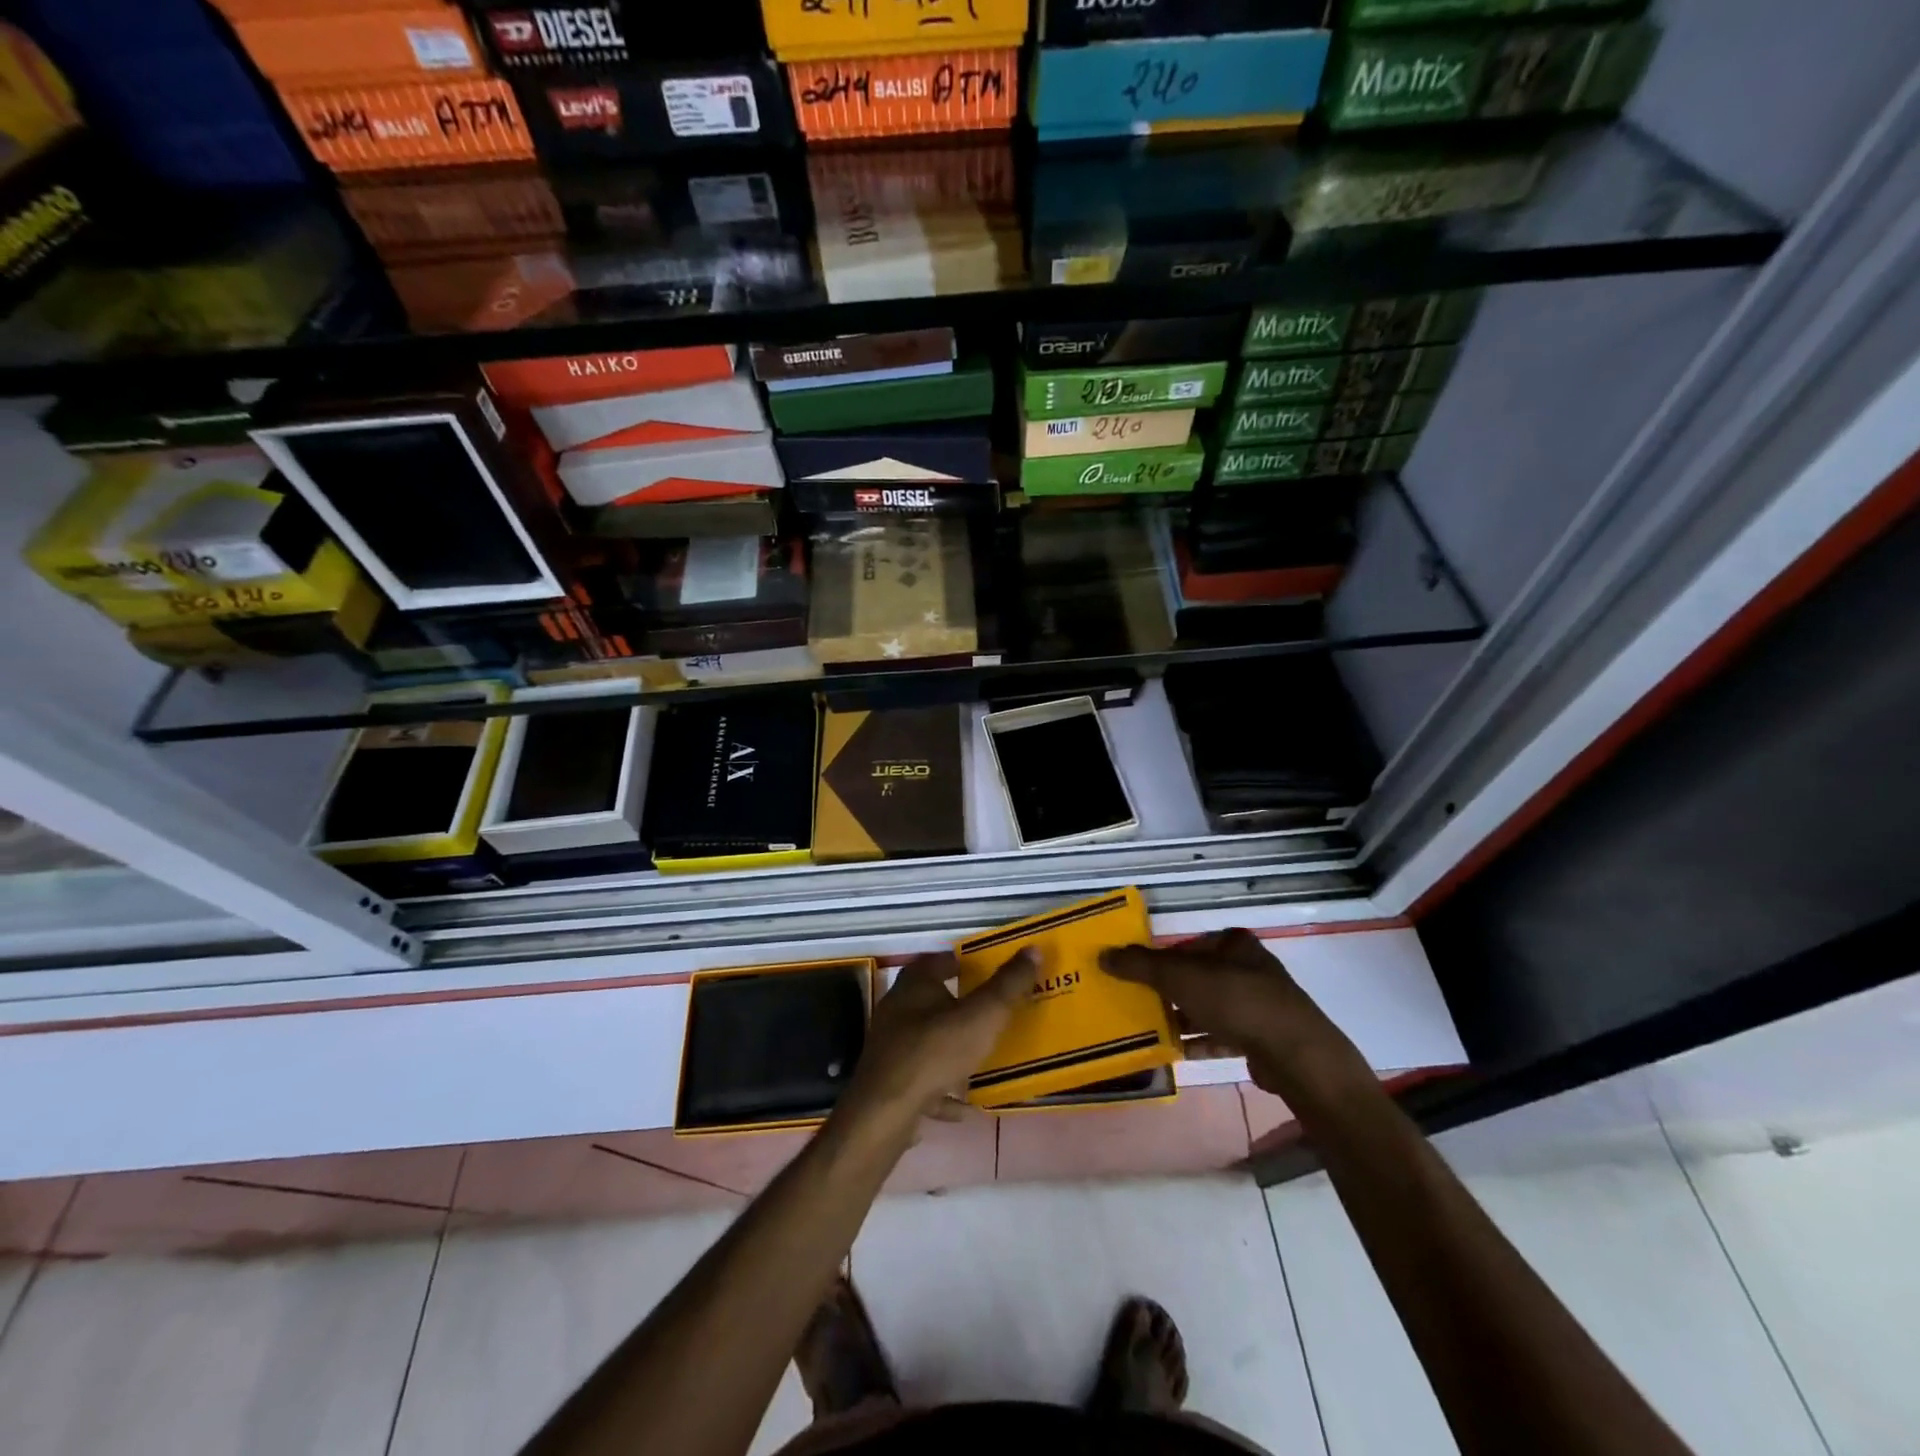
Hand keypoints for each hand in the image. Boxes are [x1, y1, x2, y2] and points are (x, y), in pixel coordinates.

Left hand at [836, 949, 1037, 1141]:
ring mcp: (890, 1047)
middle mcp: (898, 1009)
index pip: (939, 960)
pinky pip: (922, 1081)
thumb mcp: (982, 1016)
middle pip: (931, 1000)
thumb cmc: (935, 1051)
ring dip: (950, 1049)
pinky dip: (941, 1090)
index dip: (963, 962)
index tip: (987, 971)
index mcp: (915, 984)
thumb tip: (1032, 949)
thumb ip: (1007, 985)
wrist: (886, 1111)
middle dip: (958, 1006)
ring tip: (980, 1058)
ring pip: (926, 1041)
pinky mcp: (889, 1082)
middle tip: (990, 1013)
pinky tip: (962, 1107)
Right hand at [1100, 929, 1368, 1101]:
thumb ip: (1140, 965)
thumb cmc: (1236, 1001)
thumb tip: (1103, 955)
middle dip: (1170, 991)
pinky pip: (1223, 1035)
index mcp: (1234, 944)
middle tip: (1139, 1003)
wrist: (1296, 1055)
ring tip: (1152, 1029)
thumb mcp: (1180, 977)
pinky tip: (1178, 1052)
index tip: (1136, 976)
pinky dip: (1201, 1041)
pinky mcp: (1264, 1037)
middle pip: (1198, 977)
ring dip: (1184, 1018)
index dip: (1161, 959)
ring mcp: (1260, 1004)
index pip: (1188, 945)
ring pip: (1210, 1007)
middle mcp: (1250, 968)